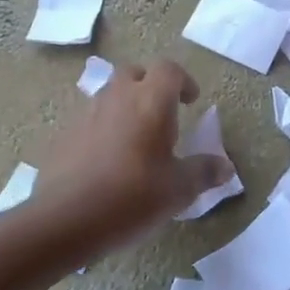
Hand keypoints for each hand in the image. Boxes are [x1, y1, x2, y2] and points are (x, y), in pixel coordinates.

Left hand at [36, 59, 232, 238]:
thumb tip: (225, 167)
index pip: (169, 69)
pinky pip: (91, 120)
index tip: (191, 102)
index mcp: (151, 102)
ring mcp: (87, 114)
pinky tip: (109, 162)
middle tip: (163, 114)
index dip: (184, 81)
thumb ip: (203, 172)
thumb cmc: (132, 197)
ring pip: (110, 95)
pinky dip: (104, 129)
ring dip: (126, 107)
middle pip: (135, 73)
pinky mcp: (65, 135)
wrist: (64, 220)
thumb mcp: (178, 190)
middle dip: (150, 86)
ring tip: (137, 140)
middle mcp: (117, 98)